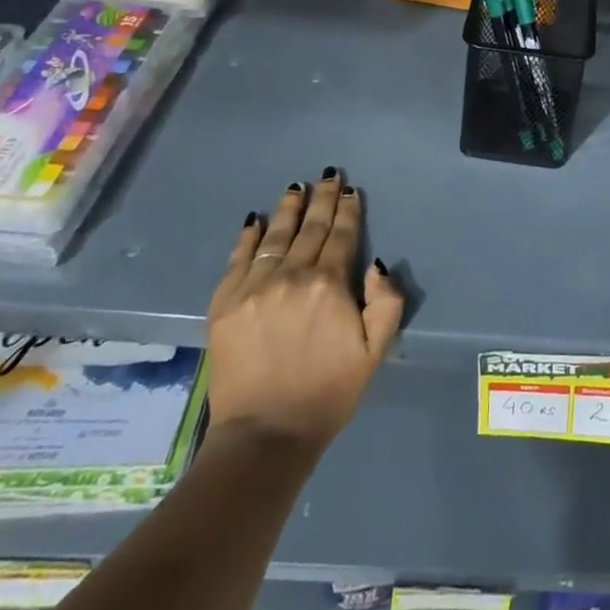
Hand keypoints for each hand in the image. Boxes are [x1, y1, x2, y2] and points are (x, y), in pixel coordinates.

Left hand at [205, 170, 403, 450]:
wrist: (266, 435)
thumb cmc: (329, 391)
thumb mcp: (376, 351)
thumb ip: (386, 302)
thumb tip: (376, 265)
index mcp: (329, 285)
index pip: (341, 236)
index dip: (348, 211)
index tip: (350, 190)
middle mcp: (291, 276)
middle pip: (310, 229)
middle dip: (322, 200)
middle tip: (328, 175)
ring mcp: (253, 288)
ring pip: (274, 237)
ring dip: (287, 210)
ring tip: (295, 188)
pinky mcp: (224, 305)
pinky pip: (237, 260)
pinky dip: (247, 238)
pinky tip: (254, 220)